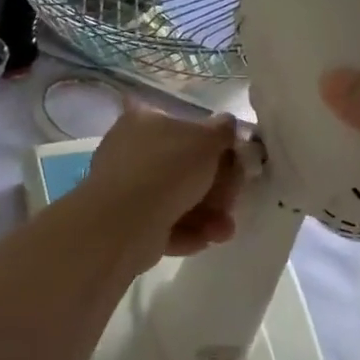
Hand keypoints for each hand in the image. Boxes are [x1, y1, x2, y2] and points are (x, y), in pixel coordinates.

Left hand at [79, 102, 243, 262]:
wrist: (124, 223)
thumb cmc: (167, 168)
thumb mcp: (207, 139)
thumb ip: (223, 130)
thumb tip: (227, 124)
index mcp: (144, 120)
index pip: (184, 126)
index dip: (213, 145)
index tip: (235, 162)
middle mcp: (131, 150)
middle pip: (185, 166)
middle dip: (216, 187)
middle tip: (232, 199)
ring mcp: (127, 188)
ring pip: (178, 198)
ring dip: (208, 214)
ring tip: (224, 230)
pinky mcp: (127, 223)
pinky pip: (165, 223)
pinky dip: (188, 231)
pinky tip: (206, 239)